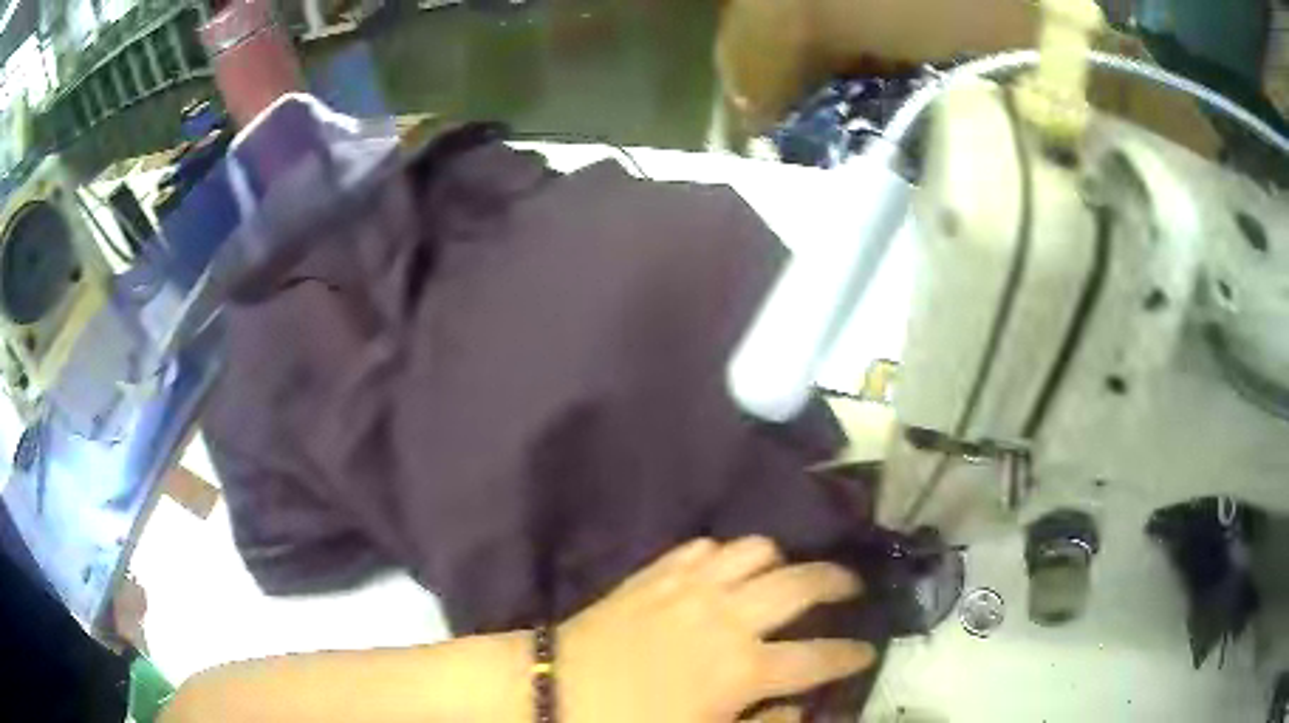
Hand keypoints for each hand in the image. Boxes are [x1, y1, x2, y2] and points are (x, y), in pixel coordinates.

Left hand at [559, 537, 873, 722]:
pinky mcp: (655, 572)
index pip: (820, 656)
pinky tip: (724, 571)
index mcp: (742, 668)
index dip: (852, 653)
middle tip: (851, 587)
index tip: (867, 649)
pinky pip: (704, 546)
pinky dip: (726, 555)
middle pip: (802, 583)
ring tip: (785, 576)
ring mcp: (689, 585)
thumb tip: (801, 705)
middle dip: (838, 581)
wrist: (551, 690)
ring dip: (780, 561)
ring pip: (756, 549)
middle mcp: (726, 616)